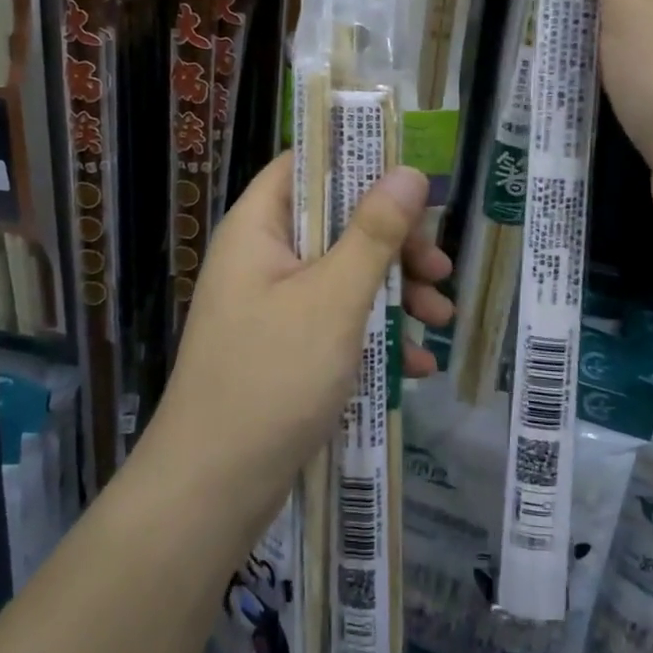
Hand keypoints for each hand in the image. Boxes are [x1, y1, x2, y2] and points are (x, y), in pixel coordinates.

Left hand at [149, 155, 450, 533]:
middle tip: (438, 267)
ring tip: (440, 318)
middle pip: (336, 222)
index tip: (412, 177)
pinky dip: (376, 333)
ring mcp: (274, 305)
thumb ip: (373, 232)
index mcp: (259, 228)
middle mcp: (263, 258)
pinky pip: (338, 321)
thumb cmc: (272, 378)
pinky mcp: (286, 348)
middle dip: (394, 243)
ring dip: (395, 291)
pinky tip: (417, 364)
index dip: (358, 160)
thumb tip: (409, 171)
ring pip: (344, 274)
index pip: (306, 164)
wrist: (212, 492)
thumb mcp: (334, 299)